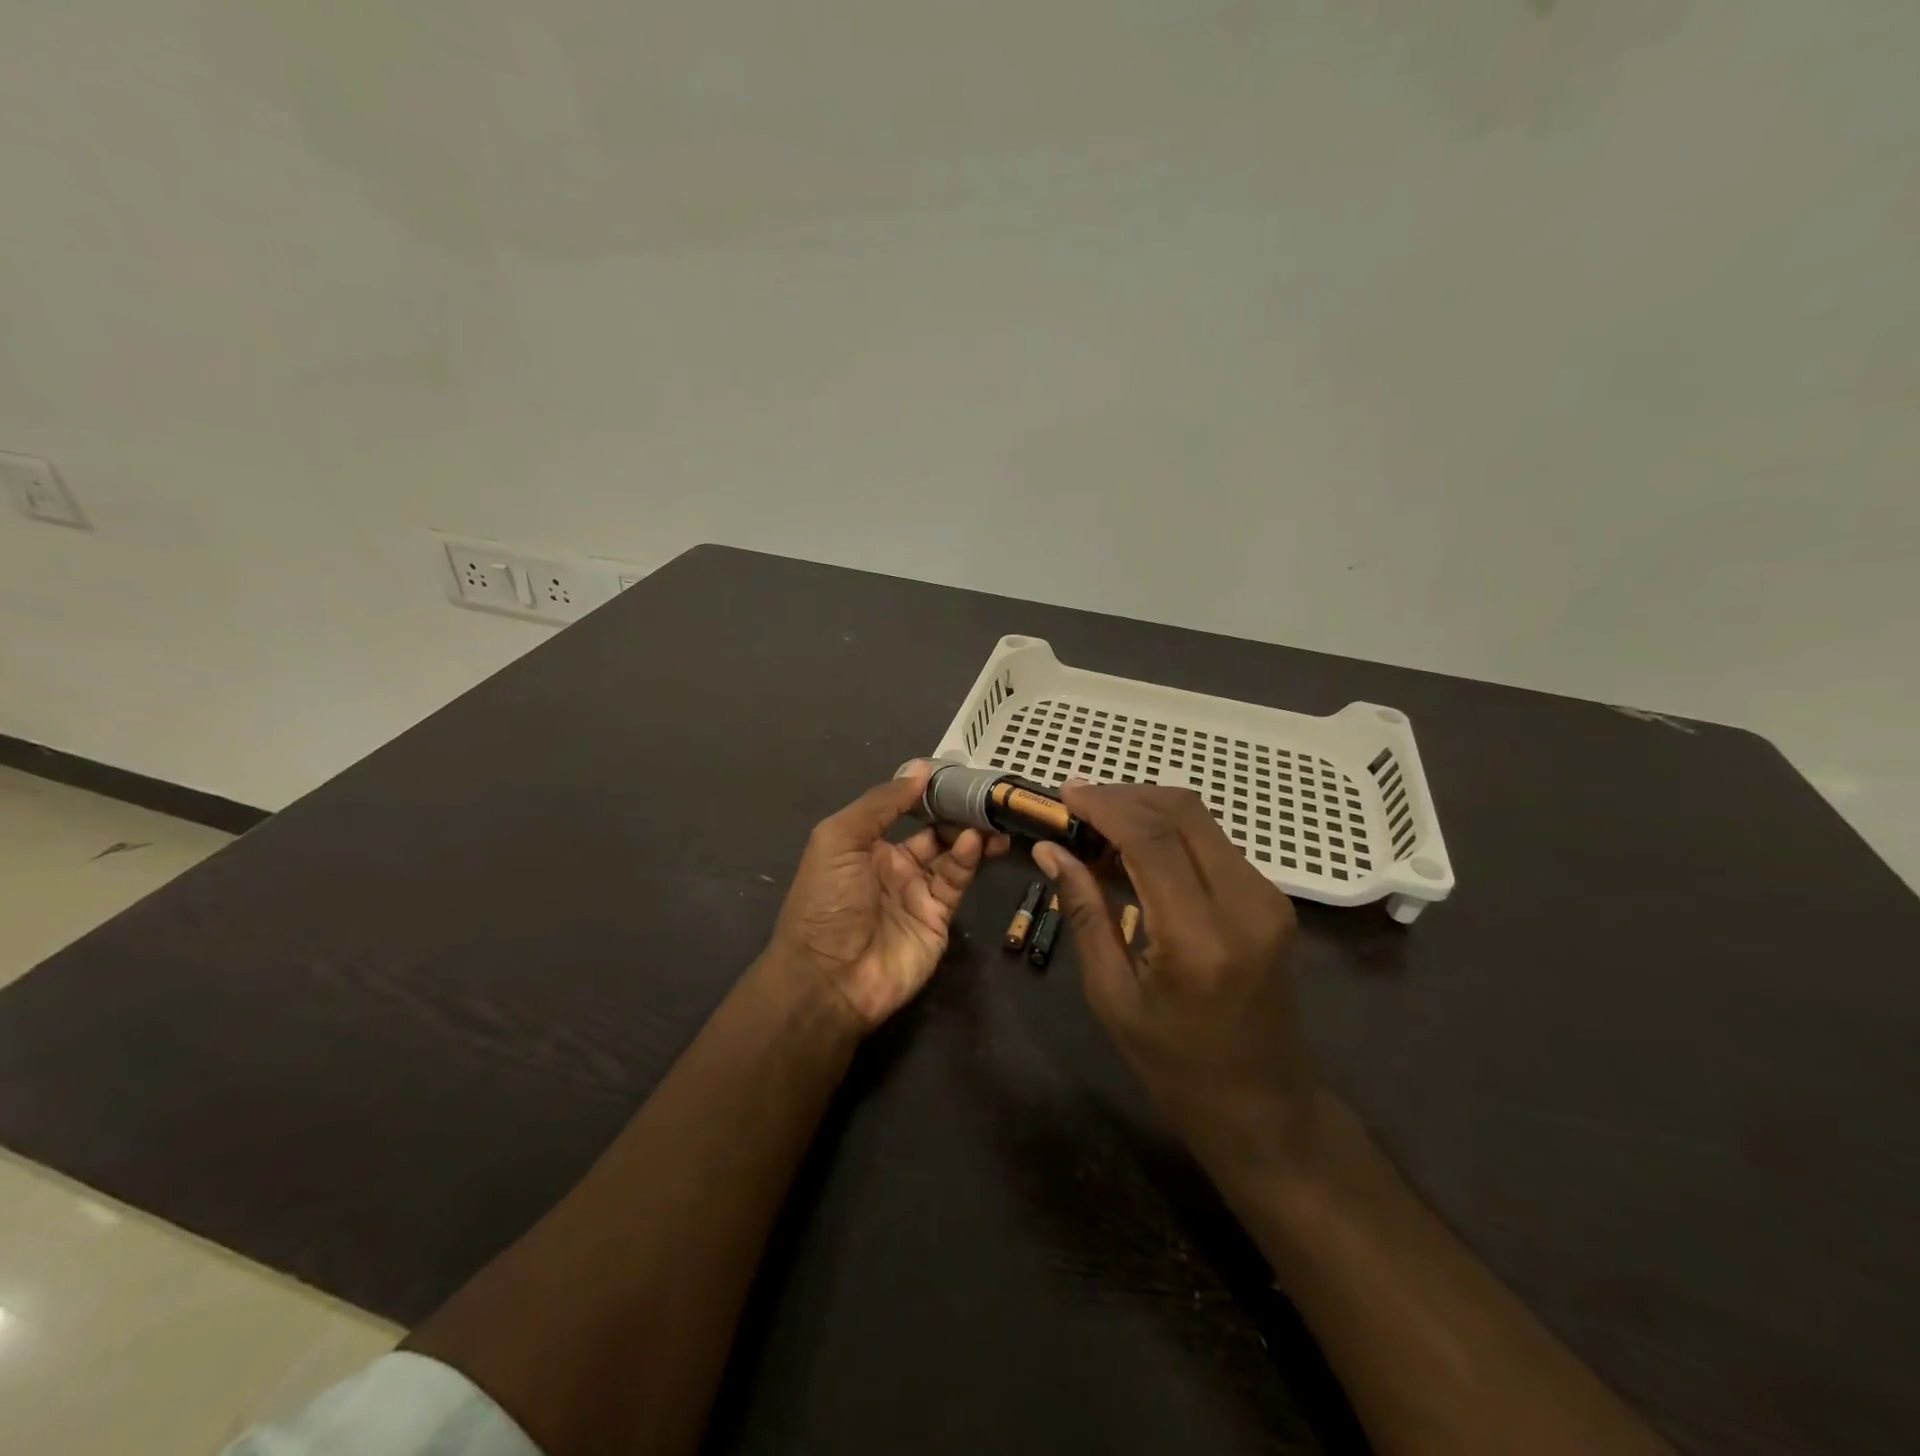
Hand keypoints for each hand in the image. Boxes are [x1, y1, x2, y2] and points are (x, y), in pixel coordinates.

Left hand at [767, 763, 1006, 1030]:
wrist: (829, 978)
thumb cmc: (826, 901)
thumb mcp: (840, 839)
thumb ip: (881, 803)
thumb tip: (920, 768)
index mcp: (865, 843)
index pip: (902, 808)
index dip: (925, 790)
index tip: (953, 771)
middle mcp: (893, 864)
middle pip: (933, 830)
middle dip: (956, 811)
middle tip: (982, 793)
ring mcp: (917, 891)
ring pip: (951, 853)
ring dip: (969, 832)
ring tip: (990, 816)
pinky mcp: (939, 916)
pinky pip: (956, 880)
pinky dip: (968, 859)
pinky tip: (975, 842)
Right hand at [1032, 785, 1317, 1178]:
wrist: (1263, 1106)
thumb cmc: (1175, 1065)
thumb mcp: (1112, 994)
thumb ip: (1084, 911)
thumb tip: (1051, 850)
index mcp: (1200, 939)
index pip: (1152, 840)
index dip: (1104, 805)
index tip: (1063, 793)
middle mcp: (1246, 905)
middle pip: (1183, 813)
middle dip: (1124, 796)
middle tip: (1077, 805)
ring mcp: (1268, 898)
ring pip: (1202, 820)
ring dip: (1146, 810)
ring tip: (1098, 825)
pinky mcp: (1273, 899)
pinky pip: (1214, 842)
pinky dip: (1170, 832)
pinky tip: (1135, 850)